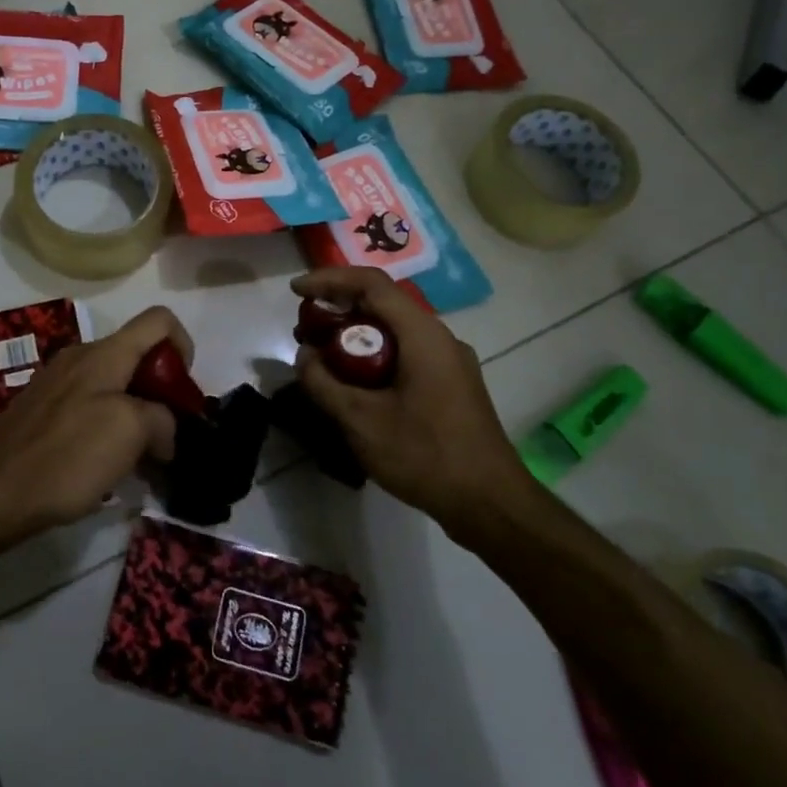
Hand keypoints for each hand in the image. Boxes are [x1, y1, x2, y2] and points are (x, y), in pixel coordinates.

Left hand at [0, 306, 188, 549]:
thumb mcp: (130, 433)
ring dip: (137, 414)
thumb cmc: (67, 456)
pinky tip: (105, 465)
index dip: (184, 345)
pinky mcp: (44, 410)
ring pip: (115, 384)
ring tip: (139, 459)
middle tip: (166, 435)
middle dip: (161, 391)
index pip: (159, 320)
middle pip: (138, 355)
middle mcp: (81, 357)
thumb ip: (161, 420)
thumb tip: (164, 431)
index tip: (184, 392)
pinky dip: (110, 427)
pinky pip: (90, 405)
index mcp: (104, 353)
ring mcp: (58, 383)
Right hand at [292, 269, 532, 538]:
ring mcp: (450, 362)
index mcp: (422, 334)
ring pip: (394, 331)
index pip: (371, 283)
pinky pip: (406, 354)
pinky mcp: (452, 385)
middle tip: (303, 331)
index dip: (329, 280)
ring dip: (355, 336)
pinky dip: (374, 357)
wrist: (491, 505)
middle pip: (382, 304)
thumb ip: (324, 383)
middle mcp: (440, 337)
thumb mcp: (361, 421)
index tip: (295, 293)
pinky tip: (354, 386)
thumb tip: (304, 356)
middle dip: (338, 310)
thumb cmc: (426, 456)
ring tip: (321, 359)